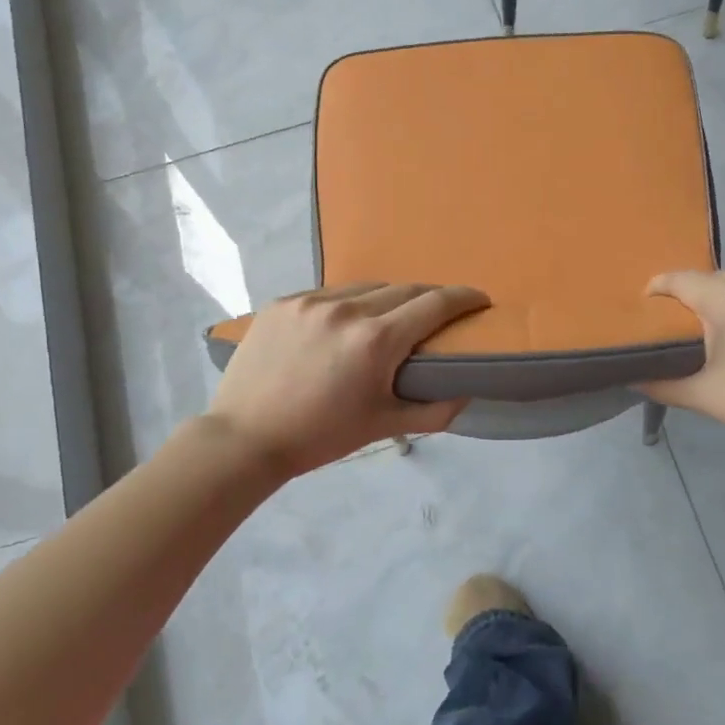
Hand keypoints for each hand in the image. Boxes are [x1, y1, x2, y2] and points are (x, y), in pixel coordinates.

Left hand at [204, 282, 489, 477]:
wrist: (245, 437)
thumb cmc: (320, 436)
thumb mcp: (382, 427)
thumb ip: (433, 410)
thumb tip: (465, 392)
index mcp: (375, 340)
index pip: (434, 304)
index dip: (464, 298)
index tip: (480, 299)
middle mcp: (346, 309)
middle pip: (404, 289)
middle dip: (429, 298)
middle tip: (439, 314)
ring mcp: (311, 301)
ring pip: (366, 287)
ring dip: (387, 298)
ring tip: (389, 318)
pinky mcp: (283, 302)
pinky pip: (329, 293)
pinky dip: (348, 304)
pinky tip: (344, 324)